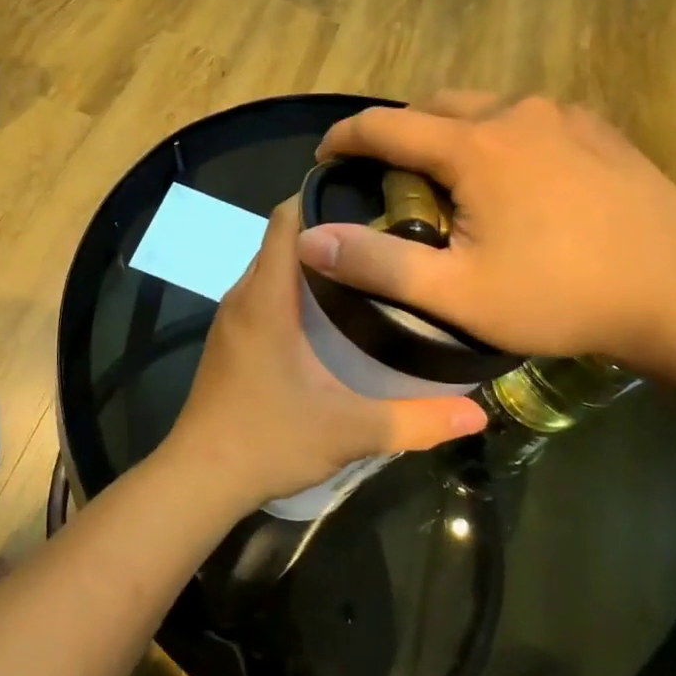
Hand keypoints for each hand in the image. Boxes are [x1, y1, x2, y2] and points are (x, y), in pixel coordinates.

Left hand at [160, 199, 486, 511]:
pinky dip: (292, 289)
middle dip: (327, 229)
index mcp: (267, 299)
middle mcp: (243, 297)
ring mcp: (231, 321)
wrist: (199, 480)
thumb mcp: (349, 431)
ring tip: (365, 269)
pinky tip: (328, 316)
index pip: (286, 220)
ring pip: (271, 269)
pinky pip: (262, 295)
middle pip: (282, 241)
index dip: (322, 197)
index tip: (369, 195)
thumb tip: (476, 415)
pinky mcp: (229, 342)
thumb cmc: (268, 442)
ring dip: (311, 262)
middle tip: (385, 236)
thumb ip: (414, 421)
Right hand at [300, 94, 675, 372]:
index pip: (386, 126)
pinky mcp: (600, 131)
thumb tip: (310, 239)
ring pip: (485, 108)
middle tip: (393, 180)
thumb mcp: (457, 293)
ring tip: (455, 182)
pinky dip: (502, 138)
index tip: (325, 156)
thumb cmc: (559, 295)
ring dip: (454, 134)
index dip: (345, 137)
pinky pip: (531, 120)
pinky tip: (519, 181)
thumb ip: (378, 262)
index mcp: (473, 146)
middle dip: (402, 134)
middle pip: (435, 106)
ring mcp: (565, 117)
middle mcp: (515, 113)